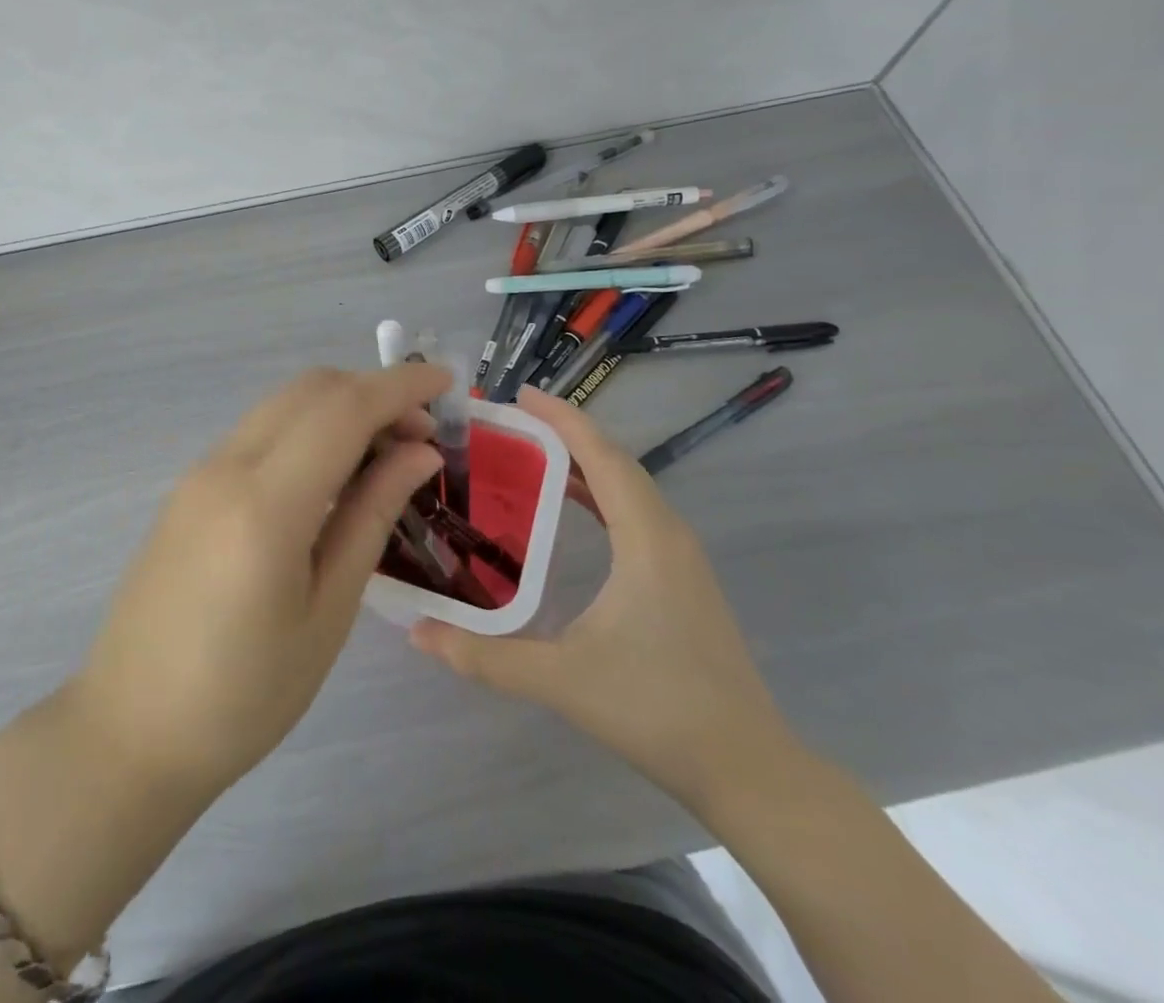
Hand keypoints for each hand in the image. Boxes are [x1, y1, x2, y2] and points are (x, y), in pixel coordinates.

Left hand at [69, 363, 449, 798]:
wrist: (132, 729)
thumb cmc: (245, 694)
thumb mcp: (328, 612)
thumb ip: (372, 516)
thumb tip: (419, 453)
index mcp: (265, 503)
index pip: (344, 409)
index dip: (400, 386)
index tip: (448, 383)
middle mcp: (226, 466)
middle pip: (310, 390)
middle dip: (373, 391)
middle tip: (422, 435)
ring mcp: (200, 472)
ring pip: (282, 404)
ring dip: (339, 407)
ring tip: (385, 452)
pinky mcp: (188, 486)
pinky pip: (259, 431)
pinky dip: (306, 428)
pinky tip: (331, 472)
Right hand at [410, 386, 794, 808]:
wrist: (748, 769)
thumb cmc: (657, 710)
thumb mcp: (562, 680)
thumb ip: (485, 656)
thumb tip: (416, 632)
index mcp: (646, 538)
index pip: (602, 456)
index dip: (562, 419)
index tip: (520, 395)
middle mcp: (668, 533)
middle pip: (616, 462)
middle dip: (566, 433)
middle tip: (510, 422)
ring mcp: (681, 556)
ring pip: (629, 486)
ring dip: (584, 461)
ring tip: (530, 453)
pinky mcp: (682, 577)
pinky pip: (636, 512)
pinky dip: (600, 493)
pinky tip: (570, 506)